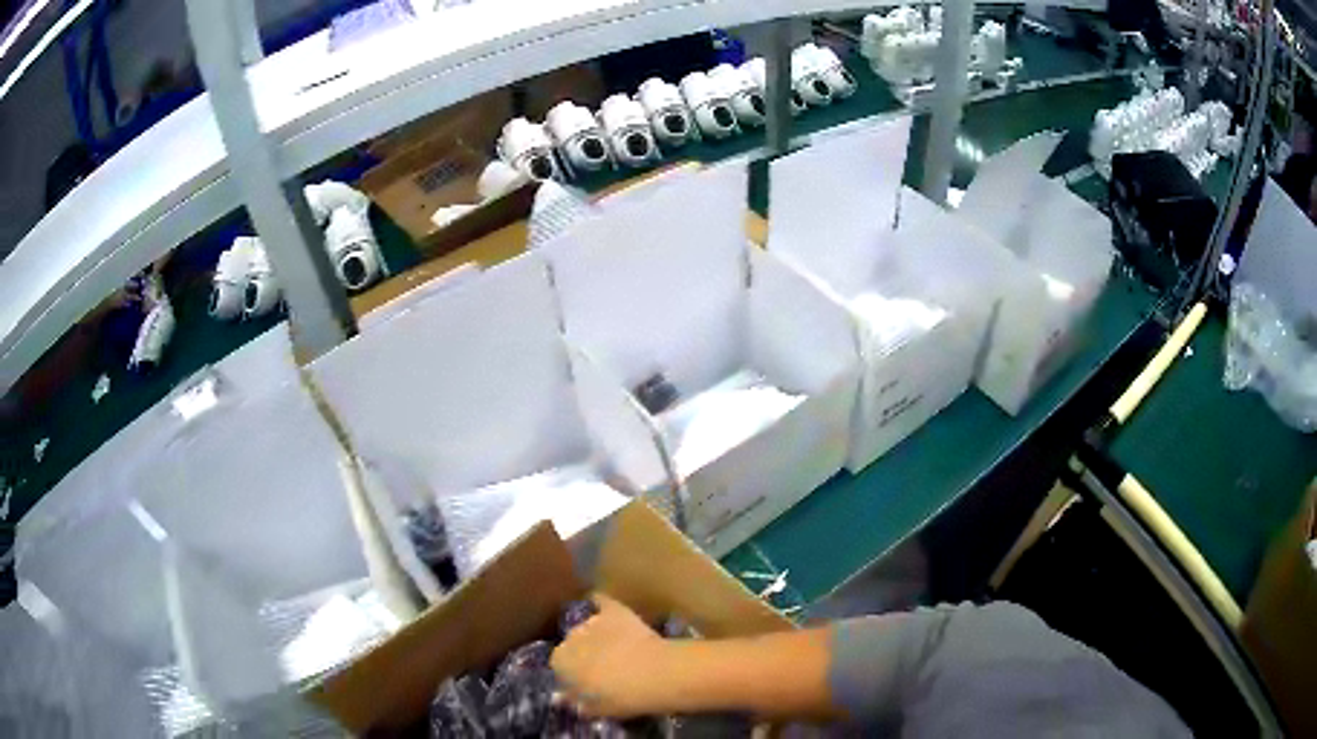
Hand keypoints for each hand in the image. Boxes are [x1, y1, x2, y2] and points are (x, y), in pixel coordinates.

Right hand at [550, 594, 673, 717]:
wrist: (656, 674)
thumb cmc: (623, 698)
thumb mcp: (595, 709)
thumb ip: (574, 701)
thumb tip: (561, 697)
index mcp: (561, 663)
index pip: (560, 665)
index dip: (574, 673)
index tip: (587, 681)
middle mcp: (569, 637)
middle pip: (573, 643)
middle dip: (584, 652)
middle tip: (604, 665)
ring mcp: (592, 621)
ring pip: (588, 626)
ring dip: (596, 634)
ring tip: (616, 645)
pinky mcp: (613, 609)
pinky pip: (602, 602)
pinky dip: (603, 605)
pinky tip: (610, 611)